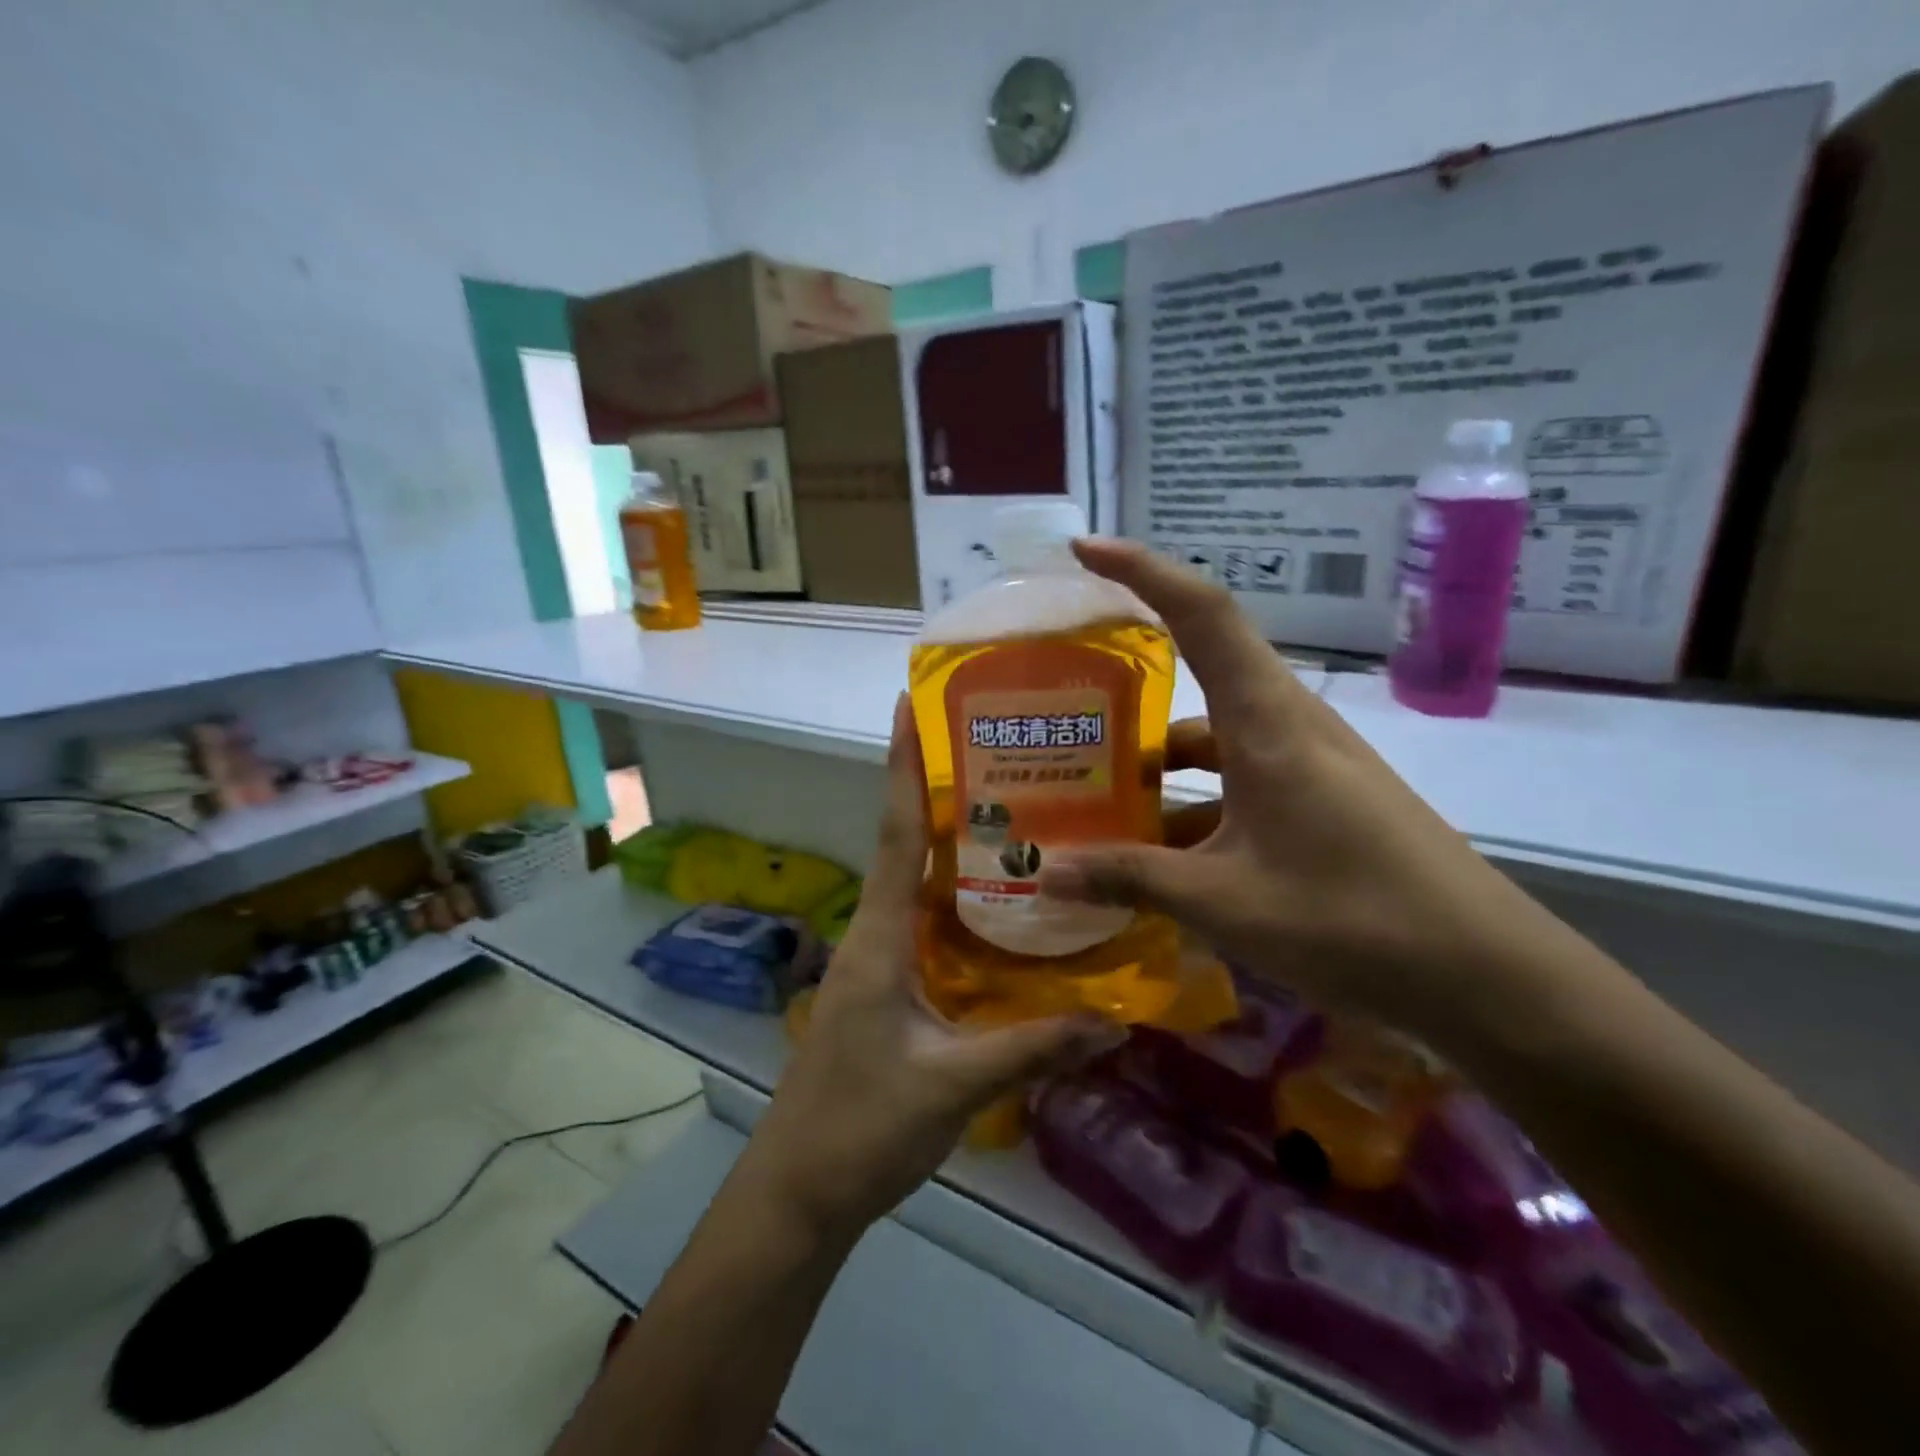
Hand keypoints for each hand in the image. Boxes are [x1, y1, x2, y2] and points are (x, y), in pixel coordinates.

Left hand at [743, 696, 1123, 1239]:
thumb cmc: (862, 1126)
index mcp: (880, 936)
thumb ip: (1033, 1048)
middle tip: (994, 750)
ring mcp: (876, 962)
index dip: (901, 765)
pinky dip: (955, 901)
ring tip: (1009, 812)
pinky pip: (924, 925)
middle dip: (936, 791)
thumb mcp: (955, 1085)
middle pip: (905, 845)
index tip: (906, 704)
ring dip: (949, 846)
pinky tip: (998, 905)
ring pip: (916, 885)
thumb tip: (1115, 1020)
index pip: (894, 832)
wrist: (799, 1191)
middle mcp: (874, 933)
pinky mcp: (885, 989)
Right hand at [1038, 538, 1560, 1040]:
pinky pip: (1239, 784)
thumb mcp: (1224, 901)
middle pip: (1198, 676)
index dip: (1141, 569)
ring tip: (1096, 803)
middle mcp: (1288, 726)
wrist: (1487, 979)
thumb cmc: (1353, 920)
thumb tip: (1046, 875)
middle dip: (1130, 688)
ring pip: (1215, 742)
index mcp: (1267, 721)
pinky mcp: (1321, 804)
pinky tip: (1158, 859)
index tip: (1083, 552)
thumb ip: (1131, 878)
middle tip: (1063, 712)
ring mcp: (1308, 766)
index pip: (1201, 611)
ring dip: (1159, 766)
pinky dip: (1194, 809)